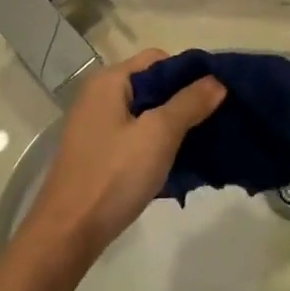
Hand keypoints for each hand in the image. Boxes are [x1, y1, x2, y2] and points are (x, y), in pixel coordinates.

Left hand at [14, 50, 225, 272]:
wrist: (70, 231)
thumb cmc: (113, 175)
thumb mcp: (158, 134)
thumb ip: (189, 103)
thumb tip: (218, 80)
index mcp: (110, 82)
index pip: (159, 59)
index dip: (191, 73)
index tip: (220, 95)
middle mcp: (100, 96)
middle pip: (154, 86)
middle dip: (186, 101)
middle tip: (218, 121)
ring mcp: (99, 126)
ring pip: (148, 114)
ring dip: (176, 126)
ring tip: (207, 142)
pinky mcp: (101, 153)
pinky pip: (138, 137)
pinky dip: (160, 145)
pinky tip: (182, 162)